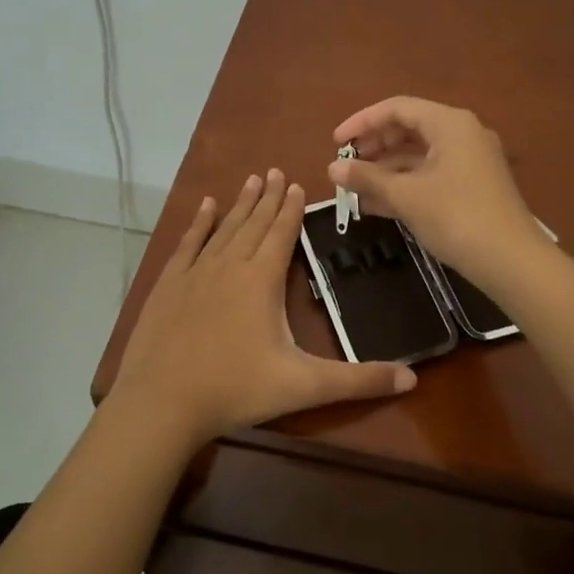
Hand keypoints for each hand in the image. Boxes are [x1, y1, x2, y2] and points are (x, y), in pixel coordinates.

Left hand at [111, 169, 416, 446]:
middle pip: (253, 223)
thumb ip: (358, 381)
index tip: (297, 183)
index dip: (292, 208)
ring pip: (223, 228)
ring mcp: (195, 272)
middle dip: (268, 197)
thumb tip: (412, 379)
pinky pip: (188, 243)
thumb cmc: (236, 389)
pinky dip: (198, 223)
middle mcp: (229, 265)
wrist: (161, 402)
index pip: (282, 233)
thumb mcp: (304, 387)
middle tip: (276, 171)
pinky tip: (204, 207)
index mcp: (261, 279)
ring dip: (239, 204)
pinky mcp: (168, 285)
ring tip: (251, 180)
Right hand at [330, 97, 542, 288]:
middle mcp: (462, 134)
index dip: (362, 122)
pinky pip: (430, 175)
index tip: (335, 143)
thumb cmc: (456, 217)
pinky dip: (404, 185)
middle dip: (374, 146)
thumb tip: (332, 168)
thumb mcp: (406, 196)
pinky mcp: (472, 186)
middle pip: (408, 129)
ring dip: (385, 169)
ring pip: (418, 155)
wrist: (512, 261)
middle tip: (346, 166)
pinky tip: (376, 205)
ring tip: (354, 188)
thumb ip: (367, 178)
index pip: (397, 108)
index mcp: (449, 124)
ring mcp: (470, 161)